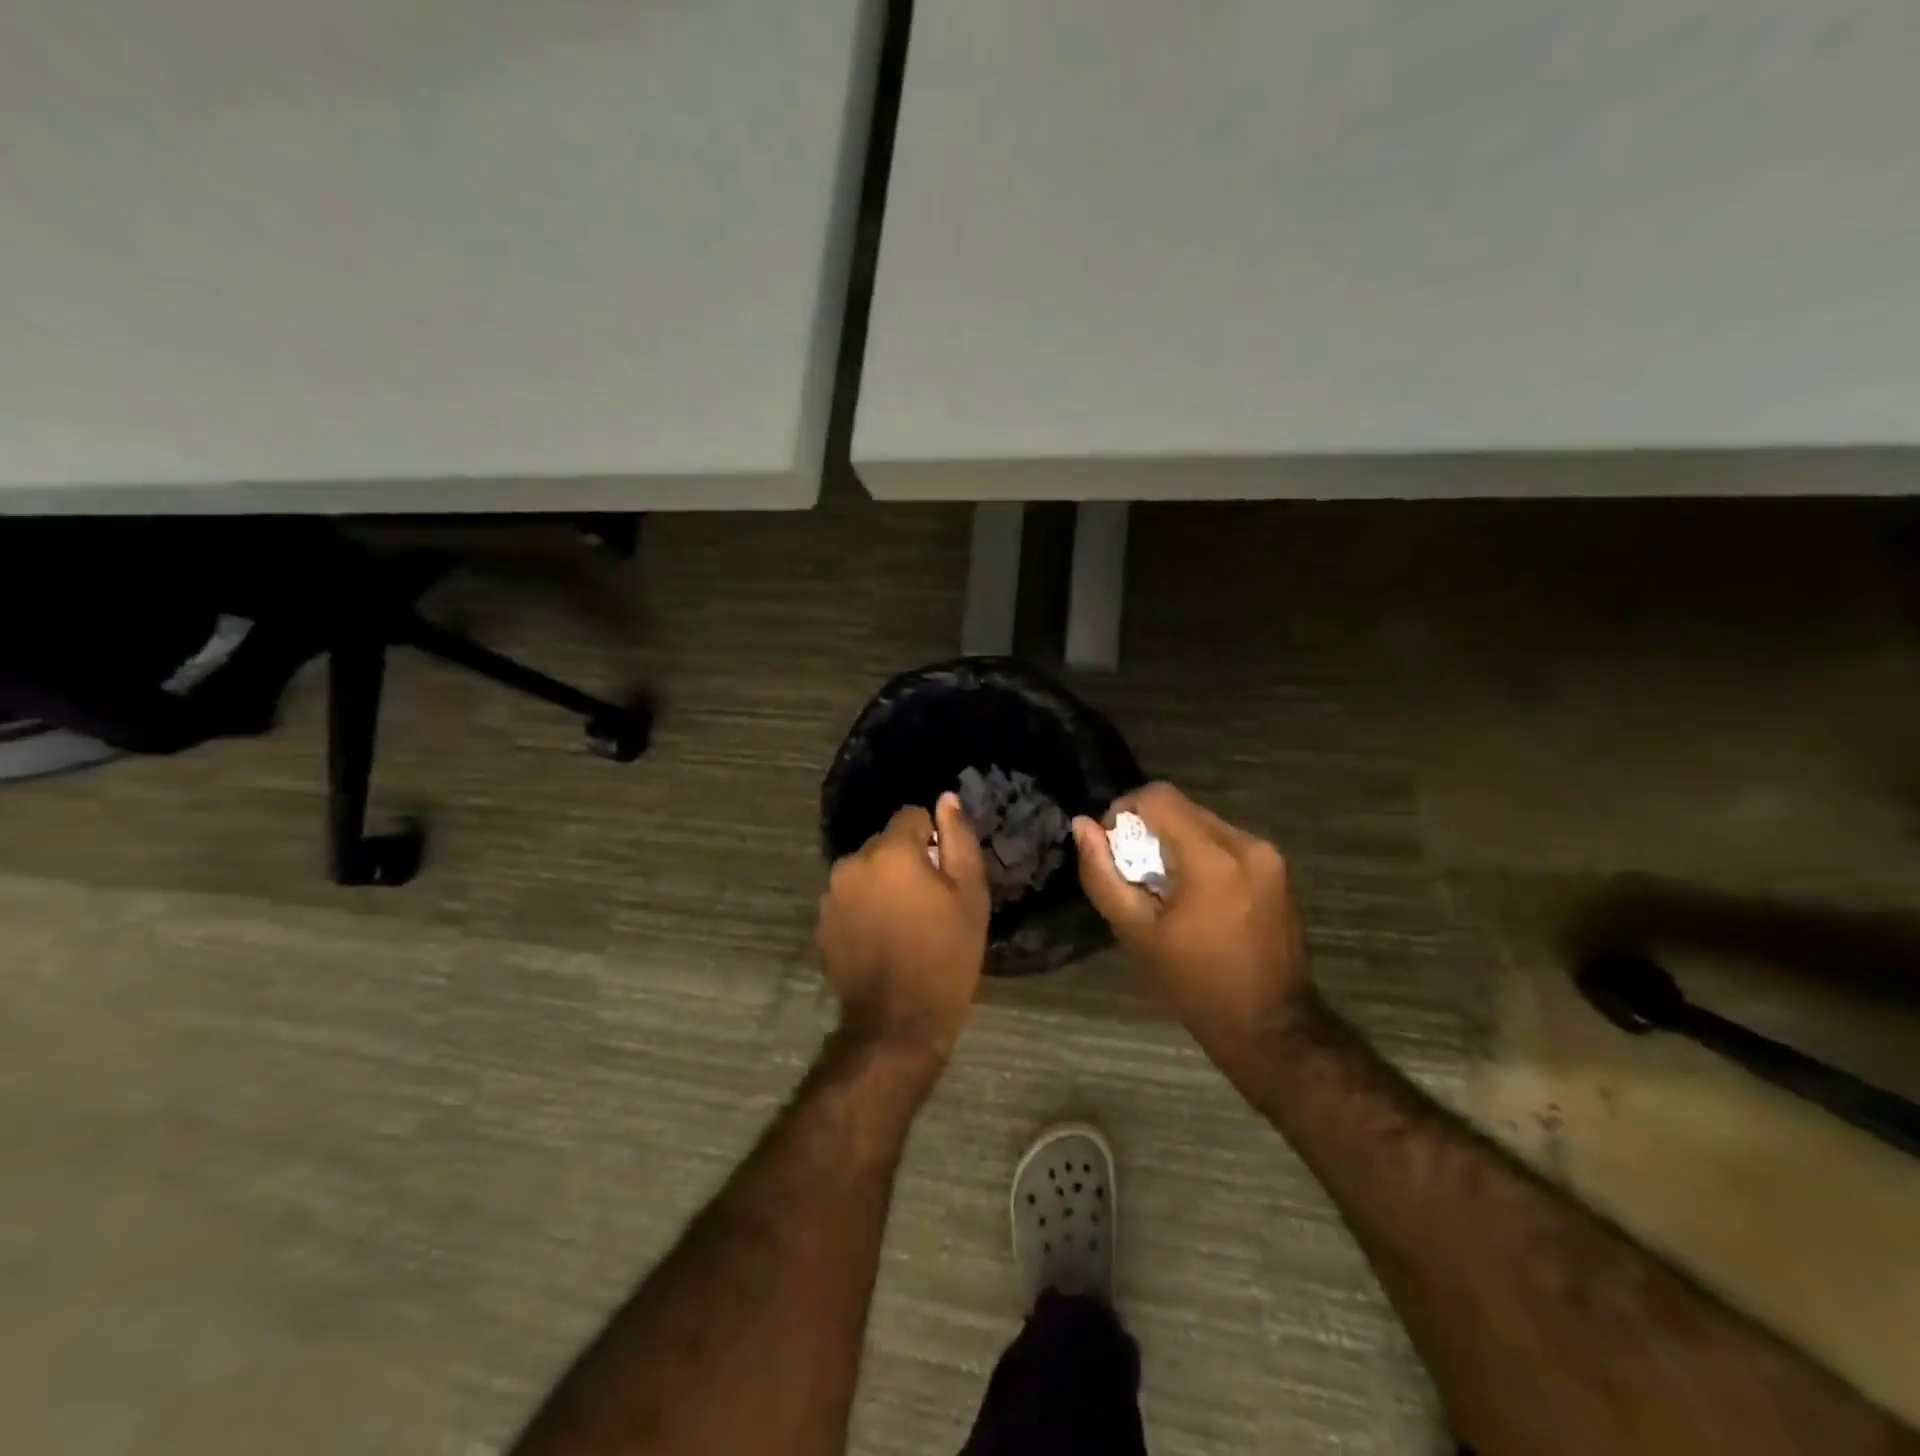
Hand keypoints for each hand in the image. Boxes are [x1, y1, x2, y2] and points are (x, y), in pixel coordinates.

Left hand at [816, 793, 990, 1065]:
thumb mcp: (969, 895)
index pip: (910, 816)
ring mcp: (832, 894)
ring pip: (864, 871)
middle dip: (904, 860)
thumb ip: (958, 839)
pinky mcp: (822, 922)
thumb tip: (946, 799)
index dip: (931, 837)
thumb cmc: (946, 955)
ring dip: (881, 883)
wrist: (898, 1021)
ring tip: (903, 921)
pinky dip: (863, 907)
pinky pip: (849, 898)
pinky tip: (881, 937)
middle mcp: (853, 863)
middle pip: (884, 843)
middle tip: (927, 900)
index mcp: (890, 851)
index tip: (943, 870)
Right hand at [1073, 783, 1309, 1053]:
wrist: (1271, 1028)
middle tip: (1133, 873)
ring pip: (1203, 823)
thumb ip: (1102, 874)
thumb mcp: (1136, 933)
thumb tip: (1082, 826)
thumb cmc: (1195, 985)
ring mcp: (1269, 856)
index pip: (1158, 797)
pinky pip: (1226, 842)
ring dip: (1174, 841)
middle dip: (1149, 829)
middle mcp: (1247, 844)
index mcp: (1213, 860)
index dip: (1124, 809)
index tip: (1111, 845)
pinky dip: (1200, 854)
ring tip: (1162, 887)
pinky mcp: (1278, 869)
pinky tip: (1192, 895)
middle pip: (1182, 808)